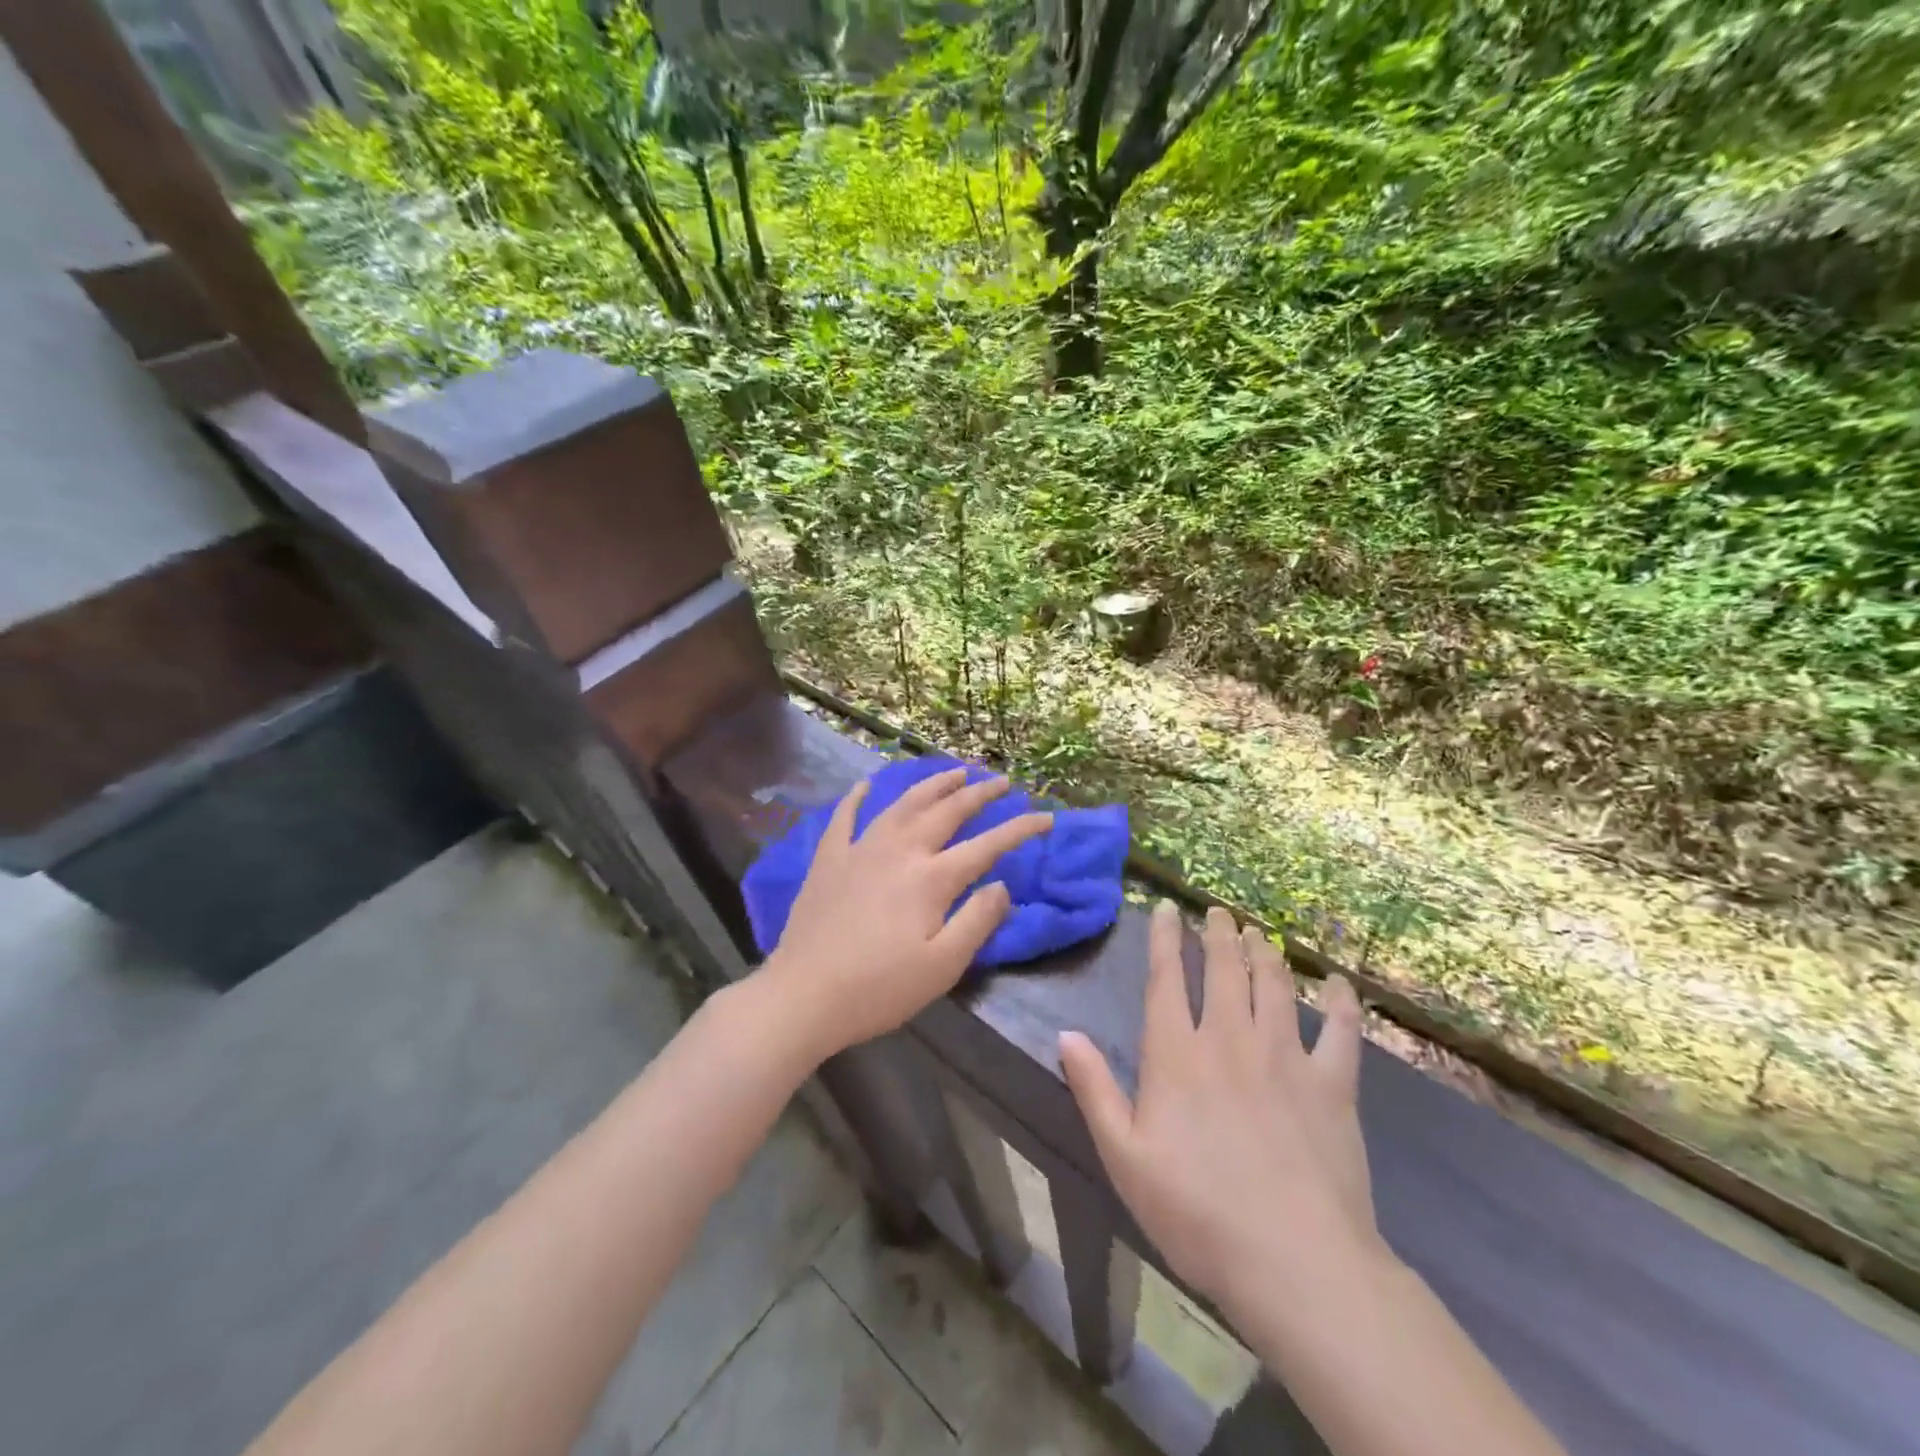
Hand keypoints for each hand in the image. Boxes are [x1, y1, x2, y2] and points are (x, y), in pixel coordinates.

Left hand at [761, 767, 1052, 1058]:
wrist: (804, 994)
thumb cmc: (880, 988)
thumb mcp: (943, 966)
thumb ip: (978, 920)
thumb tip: (1001, 885)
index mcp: (932, 878)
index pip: (987, 845)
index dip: (1020, 829)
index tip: (1046, 817)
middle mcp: (900, 850)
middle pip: (947, 811)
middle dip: (979, 794)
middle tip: (1001, 781)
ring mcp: (860, 848)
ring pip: (903, 803)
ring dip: (932, 784)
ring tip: (955, 772)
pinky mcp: (829, 858)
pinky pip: (845, 816)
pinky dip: (858, 796)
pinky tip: (867, 784)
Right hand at [1058, 902, 1378, 1321]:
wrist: (1295, 1262)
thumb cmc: (1197, 1213)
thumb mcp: (1124, 1157)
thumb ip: (1094, 1090)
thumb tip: (1066, 1034)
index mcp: (1177, 1054)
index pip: (1166, 980)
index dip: (1165, 939)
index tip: (1168, 910)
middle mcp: (1229, 1039)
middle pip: (1223, 970)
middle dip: (1219, 935)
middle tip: (1218, 912)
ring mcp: (1286, 1057)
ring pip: (1273, 985)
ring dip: (1264, 952)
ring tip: (1258, 933)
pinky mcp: (1333, 1085)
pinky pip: (1339, 1031)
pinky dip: (1338, 1002)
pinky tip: (1336, 983)